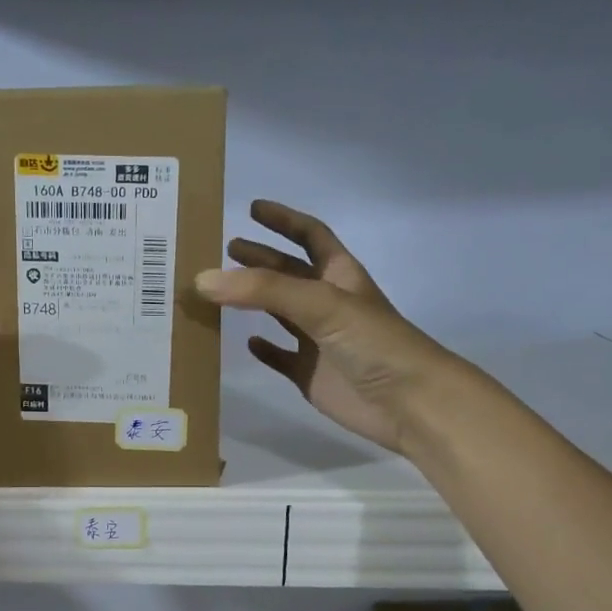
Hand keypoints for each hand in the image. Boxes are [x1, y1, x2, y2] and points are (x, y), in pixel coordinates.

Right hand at [199, 200, 459, 456]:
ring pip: (279, 313)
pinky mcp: (309, 374)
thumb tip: (202, 279)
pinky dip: (264, 349)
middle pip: (288, 272)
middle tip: (226, 248)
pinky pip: (281, 357)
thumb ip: (263, 290)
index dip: (284, 220)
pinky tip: (245, 342)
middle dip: (259, 258)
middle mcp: (327, 303)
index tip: (253, 208)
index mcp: (339, 275)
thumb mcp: (321, 304)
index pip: (310, 236)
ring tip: (219, 290)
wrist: (408, 402)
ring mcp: (318, 340)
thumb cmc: (372, 342)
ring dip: (253, 300)